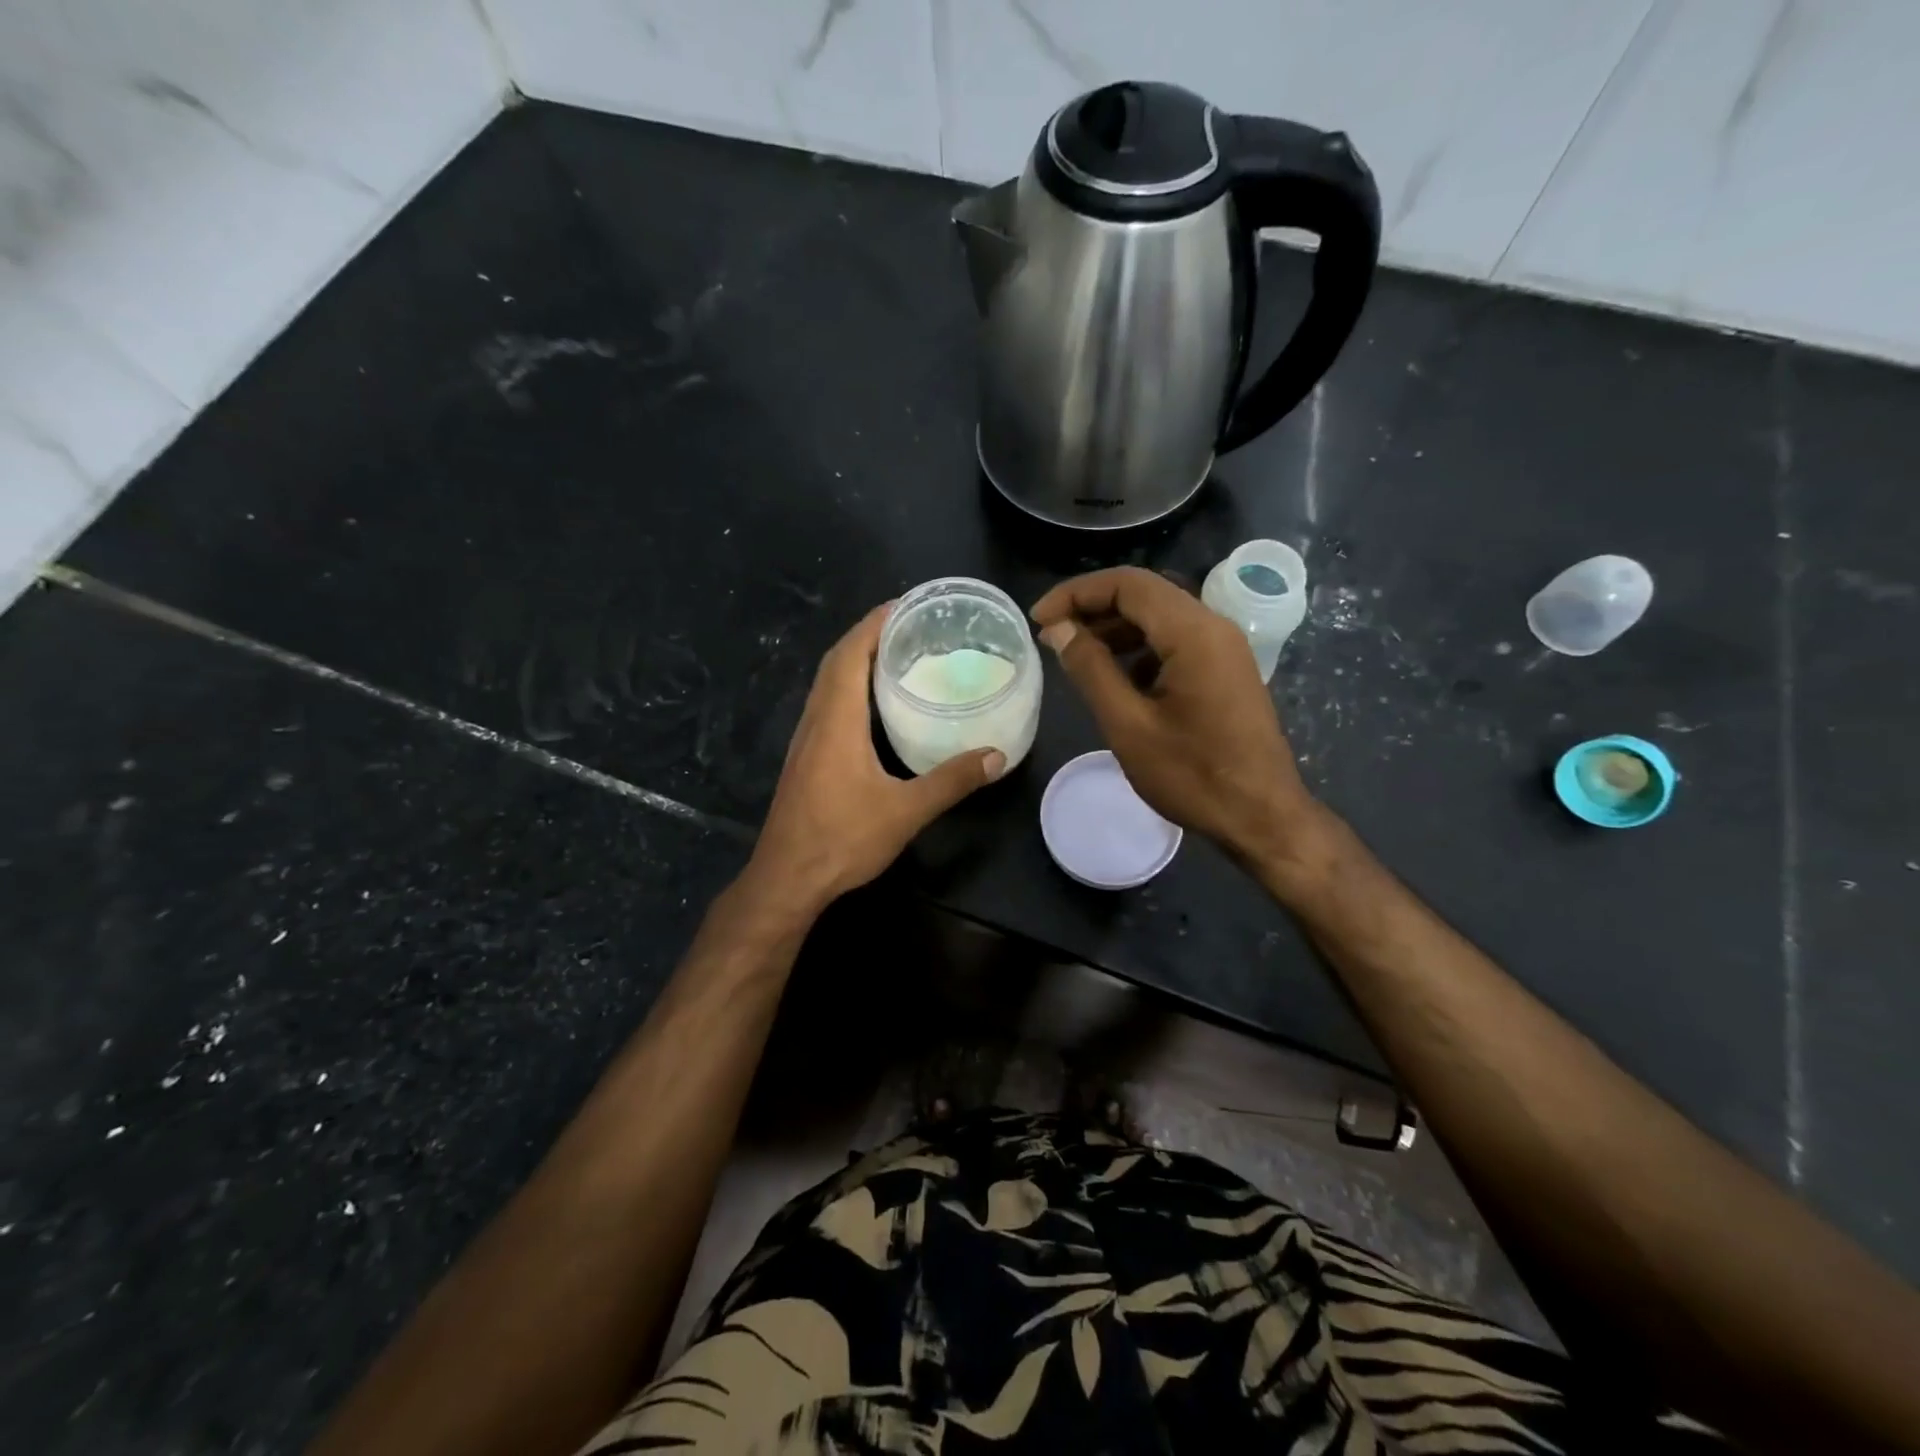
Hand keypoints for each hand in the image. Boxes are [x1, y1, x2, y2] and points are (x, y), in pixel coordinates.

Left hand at [745, 603, 1005, 912]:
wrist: (787, 879)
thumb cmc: (842, 840)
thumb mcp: (905, 811)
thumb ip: (951, 781)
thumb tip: (997, 757)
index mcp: (836, 721)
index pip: (850, 654)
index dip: (875, 624)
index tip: (905, 604)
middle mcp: (816, 721)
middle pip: (836, 662)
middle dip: (869, 635)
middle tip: (910, 625)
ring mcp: (806, 740)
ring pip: (827, 684)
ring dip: (856, 660)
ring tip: (897, 654)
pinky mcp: (806, 758)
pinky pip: (827, 705)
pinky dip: (849, 687)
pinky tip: (874, 705)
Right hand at [1030, 567, 1321, 865]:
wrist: (1262, 817)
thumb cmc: (1193, 776)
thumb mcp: (1128, 725)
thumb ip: (1091, 669)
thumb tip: (1059, 630)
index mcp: (1193, 633)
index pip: (1127, 584)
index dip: (1076, 594)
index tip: (1038, 619)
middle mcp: (1213, 627)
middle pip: (1145, 594)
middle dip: (1092, 607)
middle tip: (1051, 634)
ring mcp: (1224, 648)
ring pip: (1160, 617)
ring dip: (1114, 627)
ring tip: (1074, 654)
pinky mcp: (1225, 669)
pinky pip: (1176, 641)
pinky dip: (1139, 648)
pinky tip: (1115, 678)